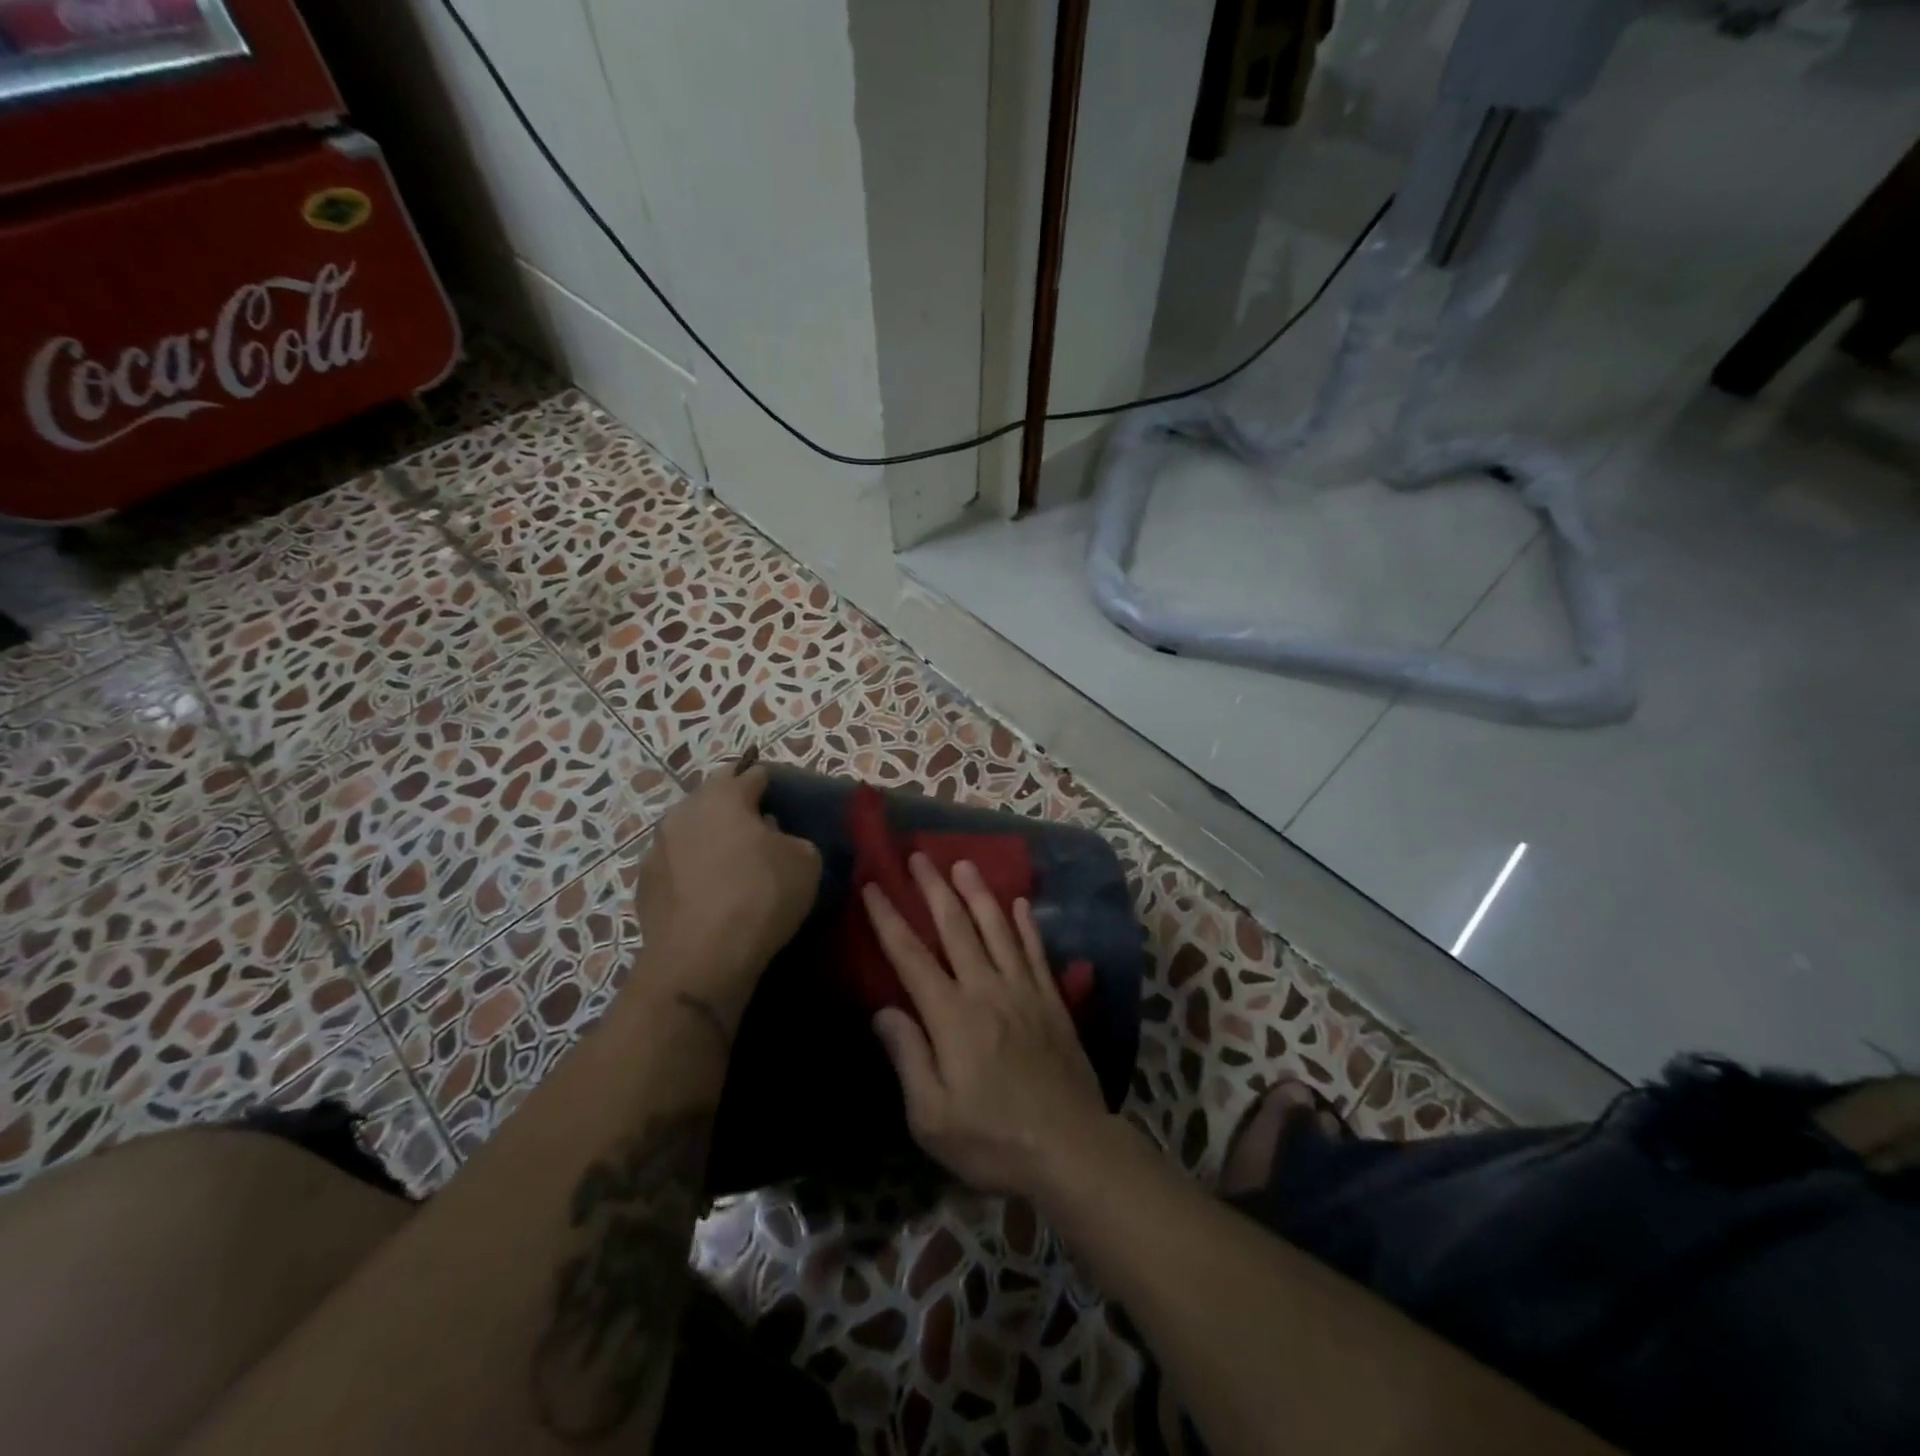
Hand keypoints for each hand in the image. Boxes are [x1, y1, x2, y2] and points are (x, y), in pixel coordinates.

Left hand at [633, 764, 821, 1033]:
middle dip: (735, 806)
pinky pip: (677, 864)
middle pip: (714, 797)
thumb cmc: (760, 896)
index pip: (751, 774)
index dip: (769, 782)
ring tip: (733, 860)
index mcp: (724, 796)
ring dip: (710, 837)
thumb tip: (772, 837)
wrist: (700, 958)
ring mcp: (657, 848)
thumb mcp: (805, 861)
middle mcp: (684, 811)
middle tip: (759, 826)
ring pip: (691, 830)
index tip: (782, 796)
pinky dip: (693, 869)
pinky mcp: (644, 883)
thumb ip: (791, 837)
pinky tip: (709, 891)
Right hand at [863, 855, 1107, 1198]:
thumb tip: (884, 1011)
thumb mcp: (932, 1117)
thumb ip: (908, 1058)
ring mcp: (1024, 991)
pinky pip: (1036, 951)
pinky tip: (1020, 903)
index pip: (911, 957)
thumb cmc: (993, 1139)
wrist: (1071, 1148)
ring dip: (979, 893)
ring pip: (997, 929)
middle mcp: (986, 989)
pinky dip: (1027, 924)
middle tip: (919, 856)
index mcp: (952, 1016)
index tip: (874, 887)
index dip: (889, 919)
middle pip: (956, 928)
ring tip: (964, 863)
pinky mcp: (1052, 1000)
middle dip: (934, 889)